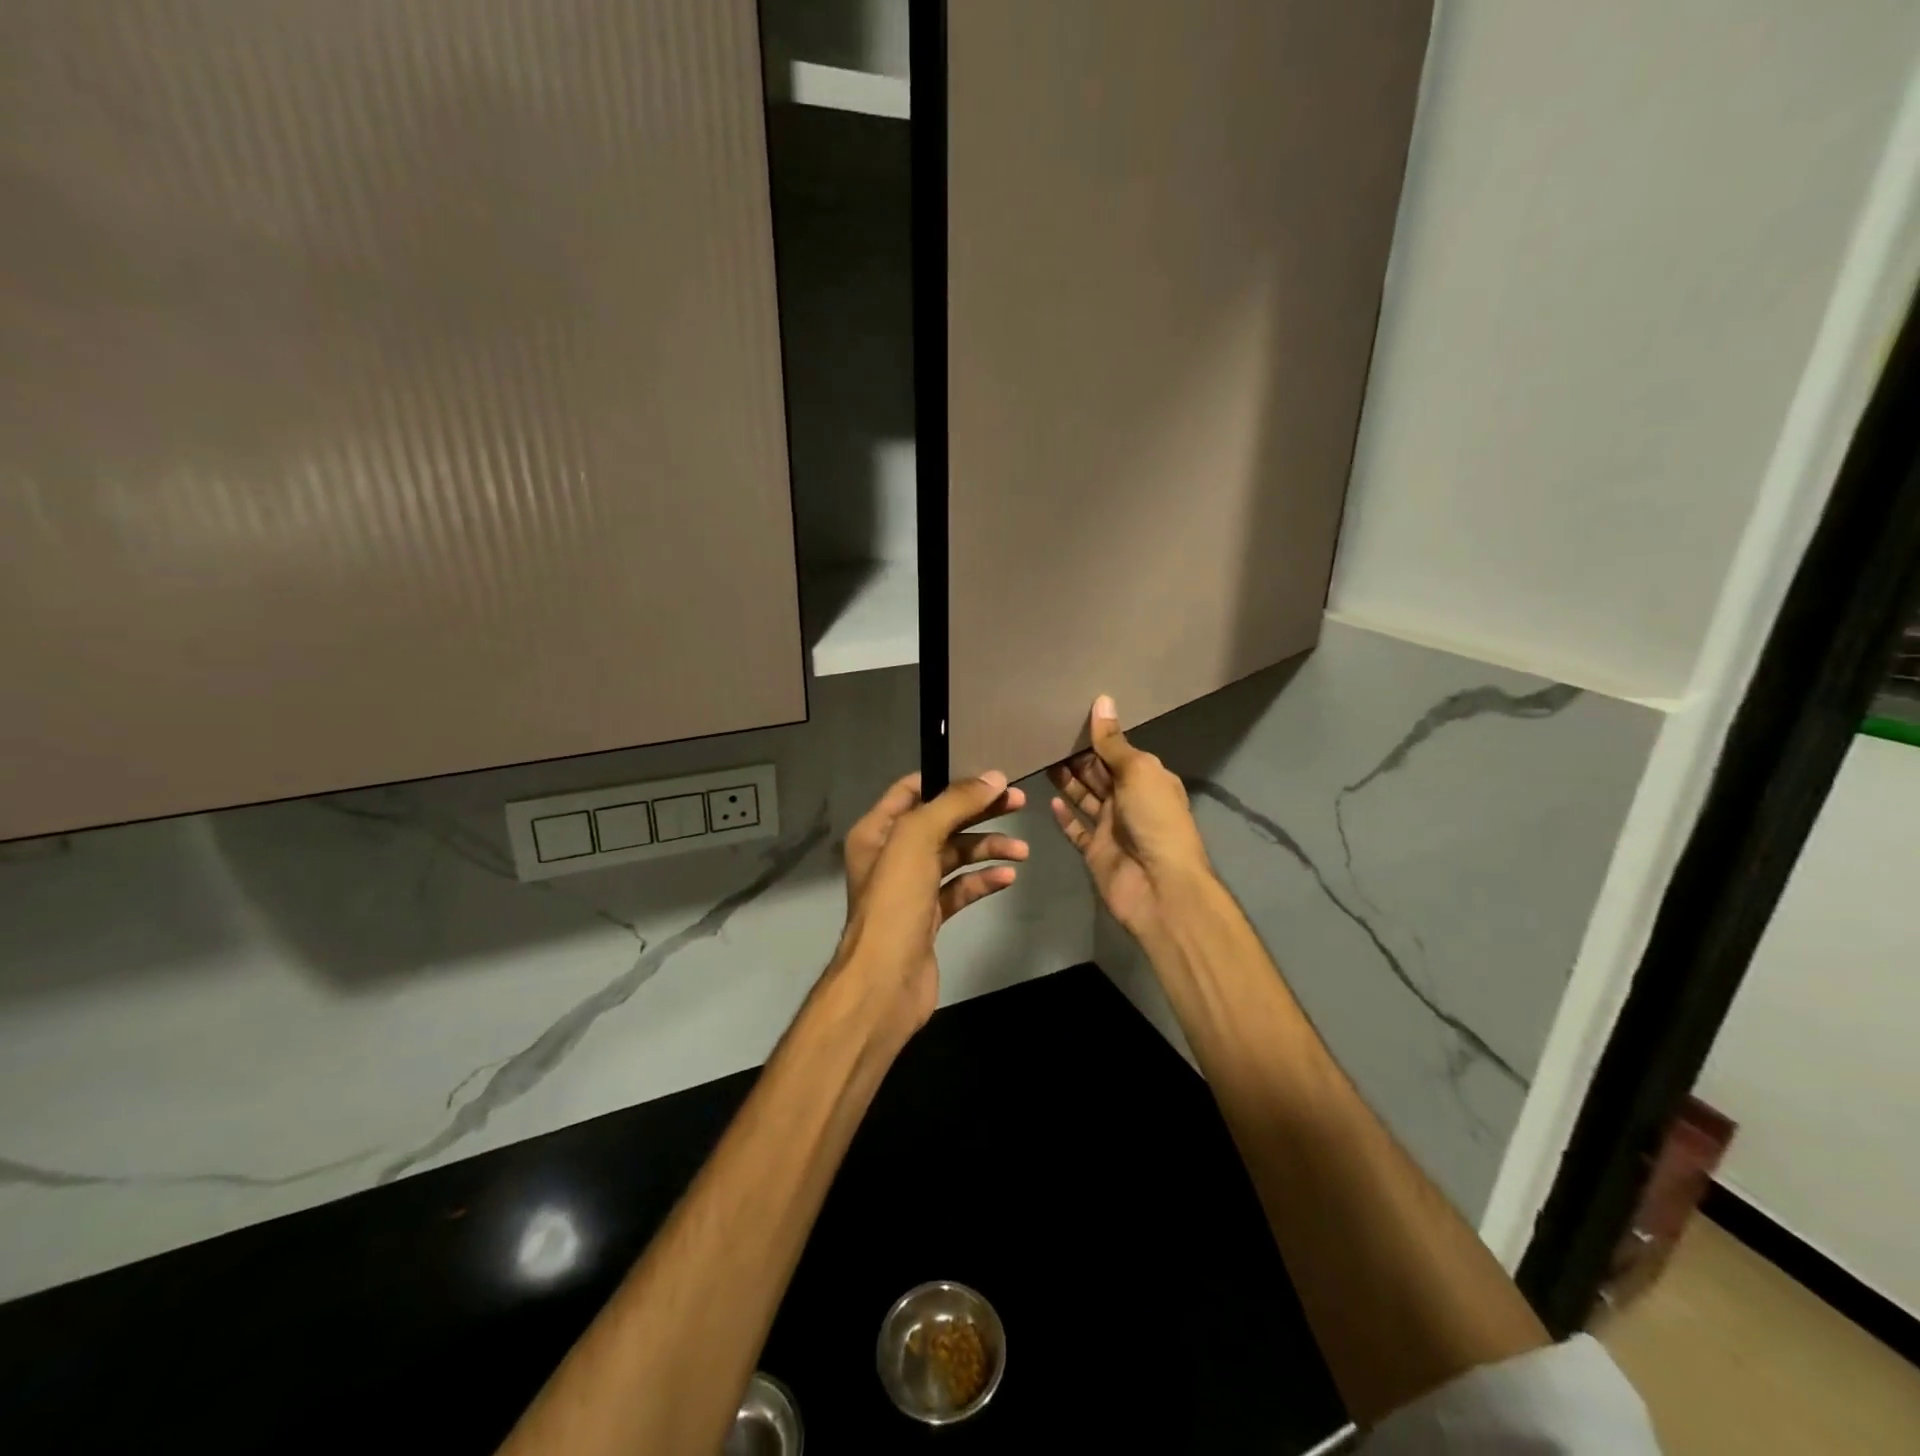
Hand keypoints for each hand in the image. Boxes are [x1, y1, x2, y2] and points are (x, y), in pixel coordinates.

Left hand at [832, 770, 1028, 1039]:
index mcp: (877, 830)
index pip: (912, 789)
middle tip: (1018, 802)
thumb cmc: (895, 901)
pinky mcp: (929, 916)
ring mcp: (911, 887)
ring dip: (987, 848)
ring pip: (954, 855)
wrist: (885, 982)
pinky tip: (1007, 877)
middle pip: (941, 821)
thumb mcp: (918, 838)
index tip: (988, 776)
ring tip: (1021, 851)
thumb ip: (954, 804)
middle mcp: (891, 854)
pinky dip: (983, 880)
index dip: (949, 779)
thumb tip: (993, 777)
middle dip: (979, 811)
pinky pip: (960, 888)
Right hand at [1049, 696, 1213, 941]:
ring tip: (1040, 760)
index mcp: (1147, 778)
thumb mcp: (1137, 771)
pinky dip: (1064, 817)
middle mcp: (1130, 799)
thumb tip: (1102, 700)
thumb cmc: (1154, 820)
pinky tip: (1048, 801)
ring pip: (1084, 798)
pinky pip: (1076, 830)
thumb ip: (1114, 742)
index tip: (1066, 717)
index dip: (1095, 736)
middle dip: (1076, 757)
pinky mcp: (1096, 851)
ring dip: (1066, 782)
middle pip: (1098, 773)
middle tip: (1044, 735)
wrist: (1159, 887)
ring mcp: (1112, 827)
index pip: (1117, 751)